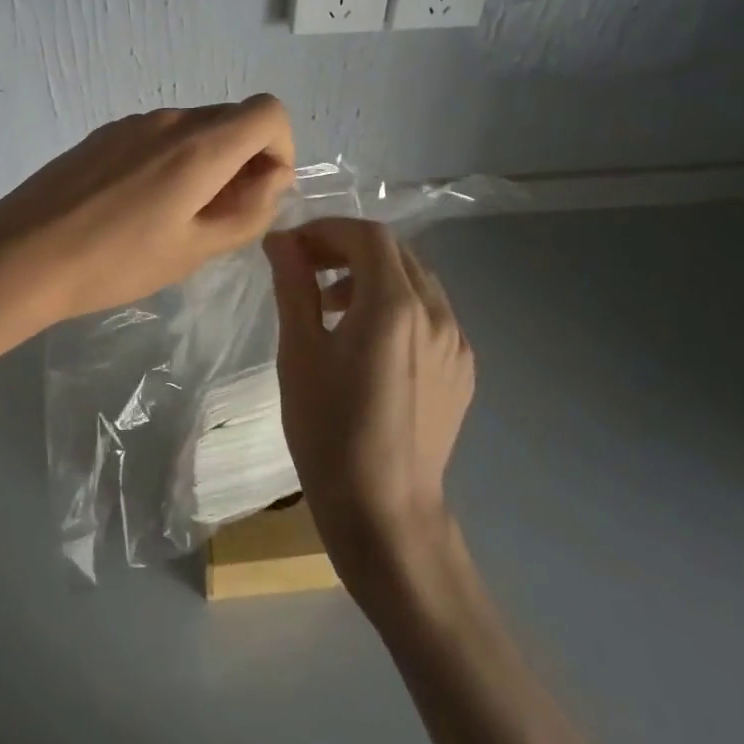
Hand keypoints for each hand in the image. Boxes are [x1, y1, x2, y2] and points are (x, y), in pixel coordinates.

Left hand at [0, 95, 295, 331]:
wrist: (20, 256)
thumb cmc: (115, 263)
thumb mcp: (193, 250)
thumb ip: (248, 210)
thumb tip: (275, 177)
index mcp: (199, 146)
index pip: (269, 112)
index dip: (280, 148)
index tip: (261, 192)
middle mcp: (170, 120)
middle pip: (233, 119)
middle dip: (245, 160)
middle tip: (221, 215)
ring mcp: (132, 123)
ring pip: (195, 128)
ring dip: (208, 162)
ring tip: (177, 216)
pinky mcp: (104, 135)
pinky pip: (159, 136)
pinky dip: (173, 160)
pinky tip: (140, 206)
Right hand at [264, 218, 474, 597]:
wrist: (385, 512)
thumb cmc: (329, 432)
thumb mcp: (299, 353)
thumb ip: (294, 286)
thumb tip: (281, 240)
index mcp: (395, 305)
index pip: (368, 236)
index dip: (328, 230)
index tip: (293, 248)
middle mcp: (437, 314)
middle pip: (395, 254)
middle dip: (348, 250)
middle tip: (307, 271)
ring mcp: (456, 343)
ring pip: (416, 283)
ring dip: (374, 278)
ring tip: (333, 307)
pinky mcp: (462, 370)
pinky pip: (431, 317)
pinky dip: (398, 308)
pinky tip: (369, 344)